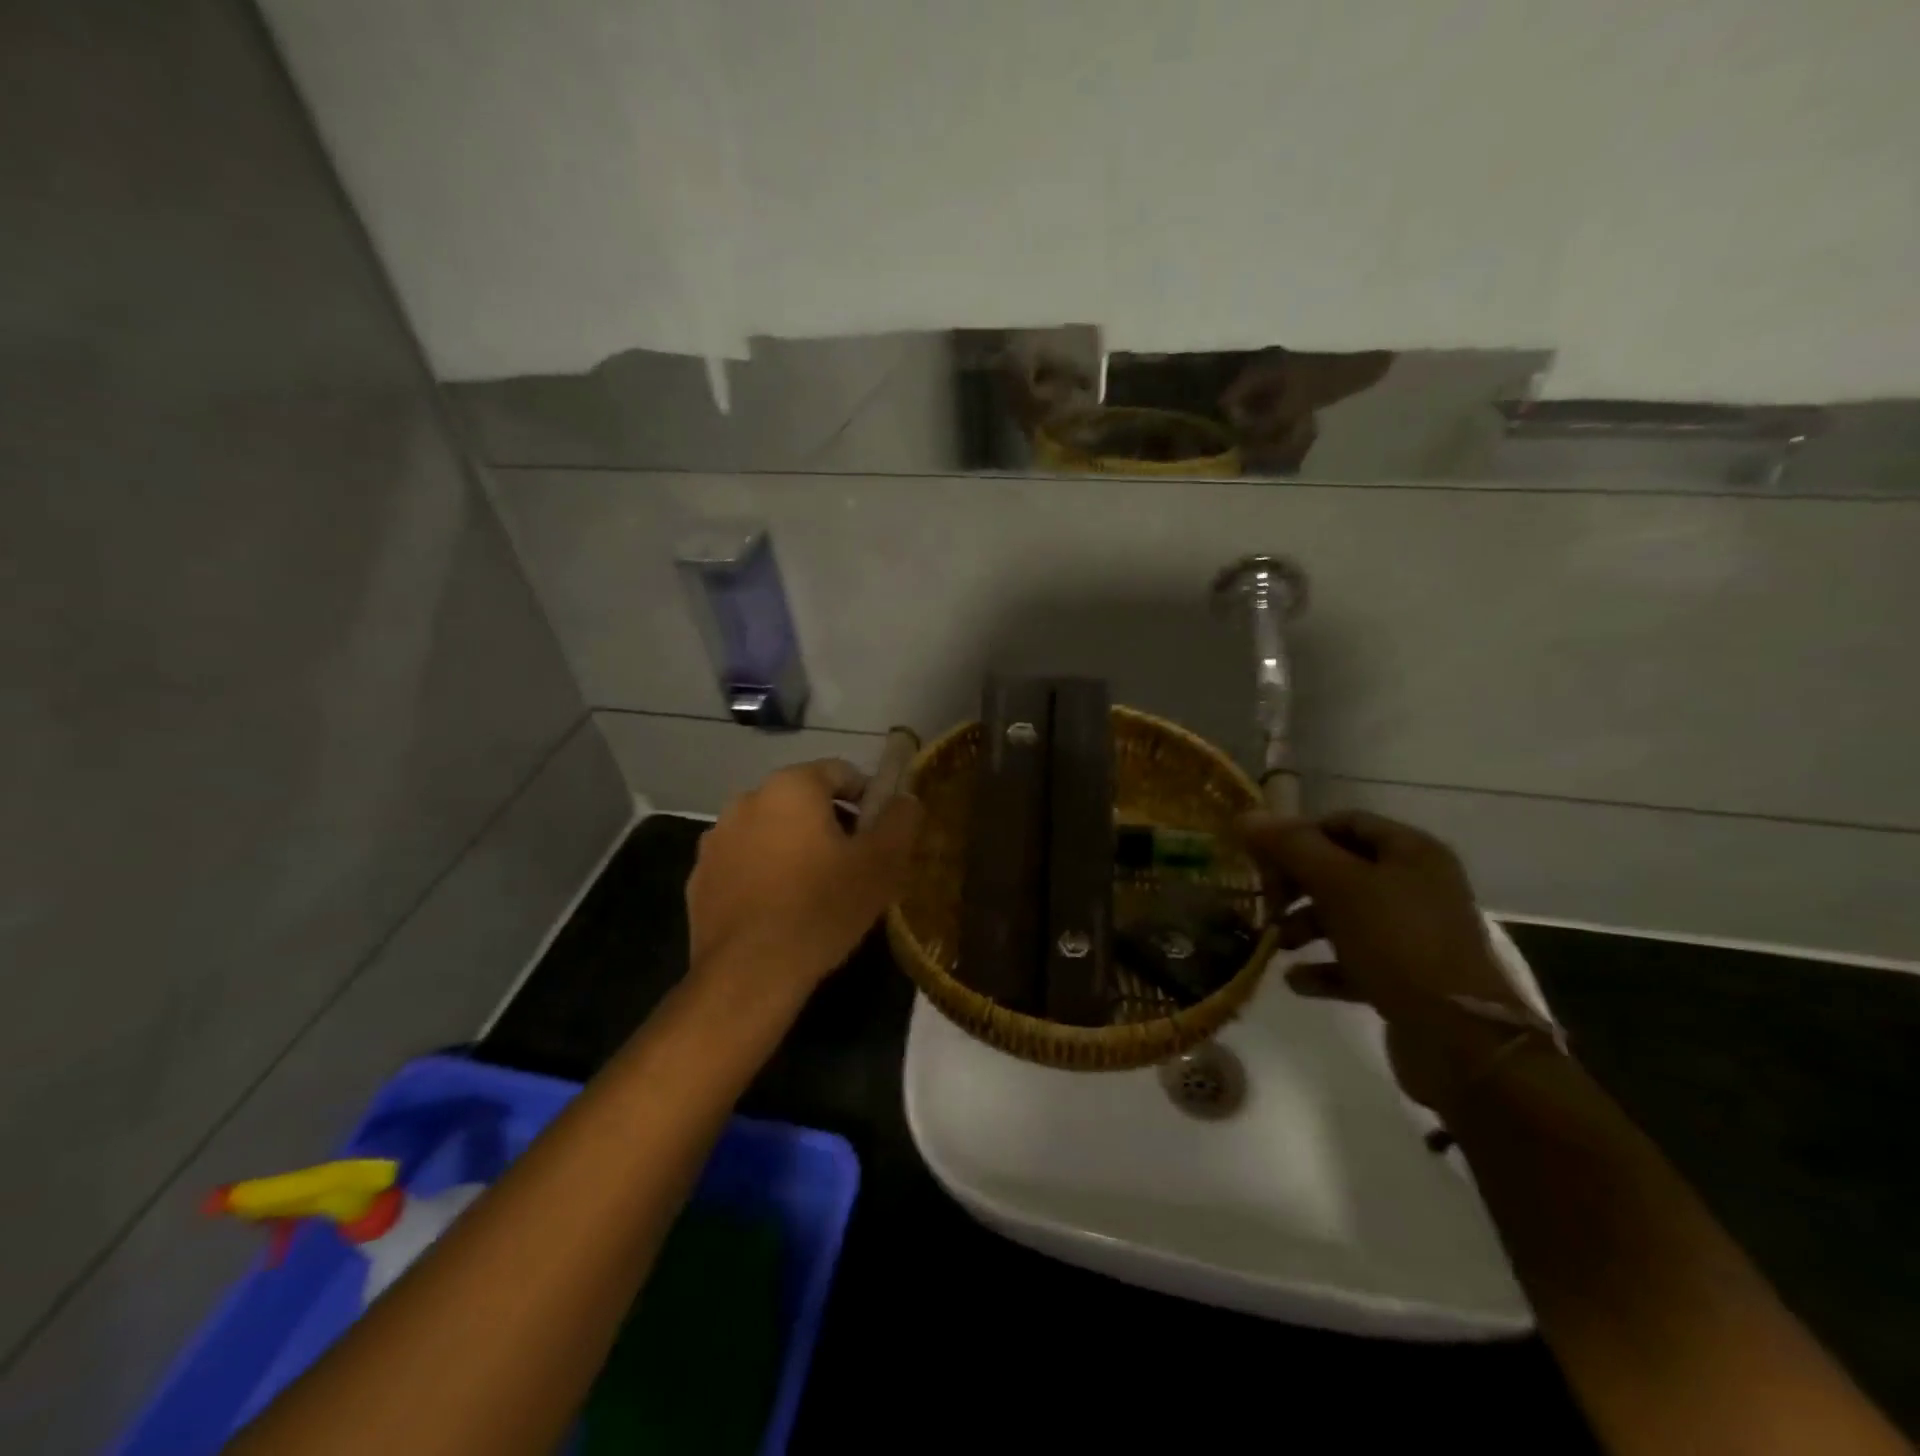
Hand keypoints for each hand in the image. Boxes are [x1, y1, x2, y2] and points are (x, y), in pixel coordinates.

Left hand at [685, 760, 922, 1012]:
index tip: (878, 835)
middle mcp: (747, 800)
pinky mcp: (699, 878)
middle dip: (830, 824)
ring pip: (770, 831)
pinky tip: (779, 910)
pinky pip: (743, 863)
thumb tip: (906, 799)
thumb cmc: (822, 908)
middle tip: (852, 865)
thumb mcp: (881, 864)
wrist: (750, 973)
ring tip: (815, 890)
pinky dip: (763, 874)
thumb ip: (900, 821)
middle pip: (802, 800)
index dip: (867, 799)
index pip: (840, 772)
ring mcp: (716, 840)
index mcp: (791, 787)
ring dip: (794, 847)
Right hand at [1238, 810, 1528, 1110]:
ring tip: (1274, 943)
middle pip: (1342, 870)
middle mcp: (1418, 886)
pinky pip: (1356, 960)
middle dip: (1297, 884)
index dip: (1300, 834)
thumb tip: (1246, 817)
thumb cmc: (1397, 943)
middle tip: (1263, 899)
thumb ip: (1292, 847)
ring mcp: (1415, 934)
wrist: (1459, 1041)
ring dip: (1304, 926)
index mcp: (1412, 853)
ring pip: (1346, 916)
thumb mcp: (1339, 885)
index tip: (1261, 854)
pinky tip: (1295, 980)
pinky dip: (1324, 967)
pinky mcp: (1409, 977)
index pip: (1345, 823)